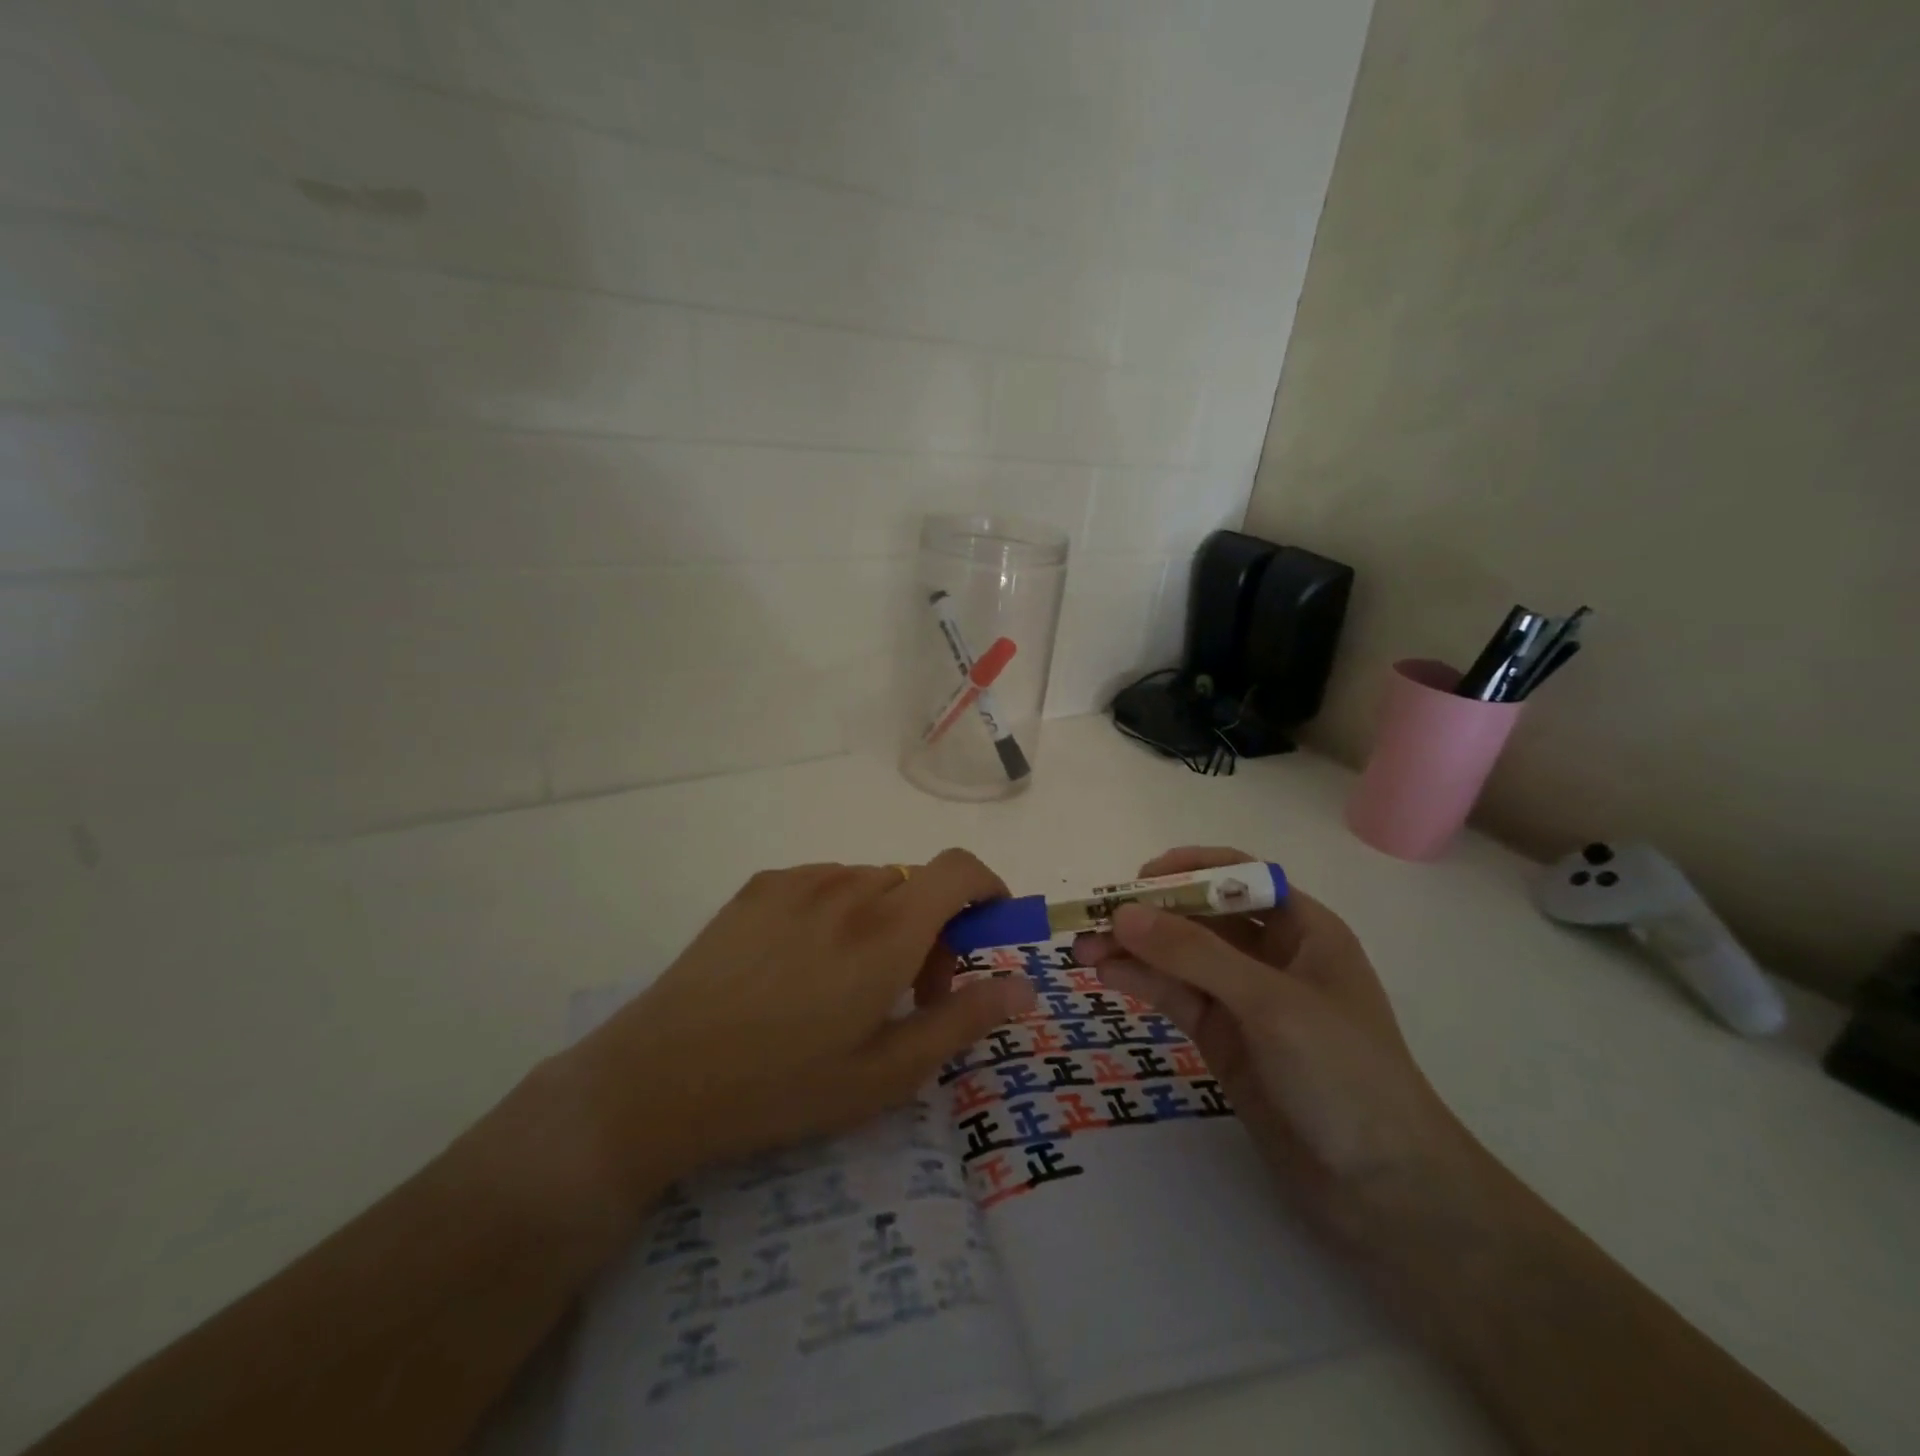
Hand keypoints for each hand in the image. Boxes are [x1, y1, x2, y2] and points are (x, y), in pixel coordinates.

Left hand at [558, 850, 1034, 1214]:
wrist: (659, 1078)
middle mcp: (848, 888)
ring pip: (872, 883)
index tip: (988, 930)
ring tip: (850, 982)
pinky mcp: (760, 886)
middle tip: (909, 992)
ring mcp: (799, 881)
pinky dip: (840, 910)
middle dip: (934, 928)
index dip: (988, 888)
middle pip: (917, 884)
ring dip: (885, 919)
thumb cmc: (783, 1086)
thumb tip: (1023, 986)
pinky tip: (801, 965)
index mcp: (886, 931)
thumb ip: (963, 1020)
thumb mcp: (886, 1073)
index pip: (959, 870)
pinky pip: (826, 883)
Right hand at [1072, 846, 1478, 1244]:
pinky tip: (1108, 976)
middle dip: (1148, 914)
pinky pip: (1176, 996)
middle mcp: (1271, 955)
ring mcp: (1244, 999)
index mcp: (1303, 928)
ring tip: (1082, 952)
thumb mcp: (1271, 1004)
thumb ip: (1195, 955)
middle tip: (1092, 920)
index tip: (1137, 880)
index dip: (1188, 869)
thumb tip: (1122, 913)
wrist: (1384, 1193)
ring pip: (1180, 957)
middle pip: (1200, 916)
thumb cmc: (1345, 1075)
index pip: (1239, 876)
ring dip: (1134, 949)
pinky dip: (1142, 982)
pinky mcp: (1223, 1038)